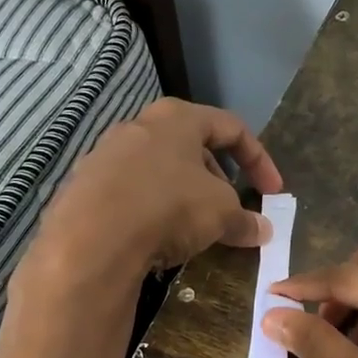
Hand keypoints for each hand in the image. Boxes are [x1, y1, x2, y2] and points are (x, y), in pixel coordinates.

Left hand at [25, 98, 281, 289]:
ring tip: (195, 229)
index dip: (259, 160)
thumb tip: (263, 230)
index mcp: (177, 118)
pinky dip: (151, 211)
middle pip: (191, 148)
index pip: (231, 127)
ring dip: (183, 196)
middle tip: (230, 212)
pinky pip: (130, 194)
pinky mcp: (84, 187)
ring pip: (158, 171)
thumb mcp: (221, 214)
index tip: (273, 193)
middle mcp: (139, 126)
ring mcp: (105, 155)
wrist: (91, 239)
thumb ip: (244, 219)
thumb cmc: (169, 207)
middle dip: (218, 181)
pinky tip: (156, 239)